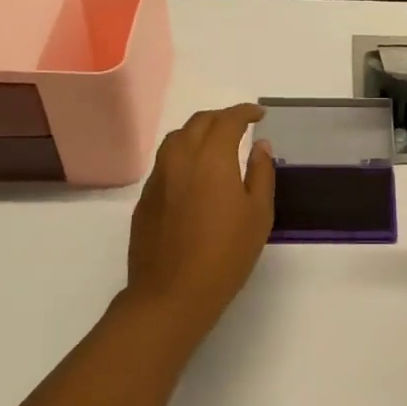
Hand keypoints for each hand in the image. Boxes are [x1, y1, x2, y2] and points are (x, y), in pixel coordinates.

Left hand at [120, 103, 274, 340]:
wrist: (172, 293)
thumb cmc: (226, 254)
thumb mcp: (258, 214)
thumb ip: (261, 173)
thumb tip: (260, 145)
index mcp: (212, 159)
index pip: (227, 120)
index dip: (244, 112)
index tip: (258, 114)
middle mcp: (180, 159)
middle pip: (198, 123)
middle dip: (221, 117)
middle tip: (240, 125)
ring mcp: (158, 178)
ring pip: (176, 139)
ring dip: (198, 132)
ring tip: (216, 144)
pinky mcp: (145, 199)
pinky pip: (165, 162)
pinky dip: (183, 155)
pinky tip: (195, 175)